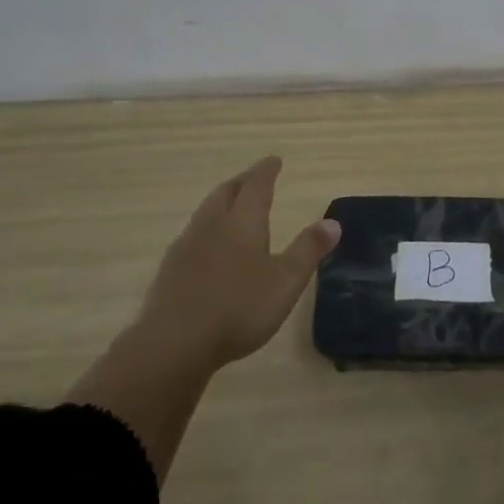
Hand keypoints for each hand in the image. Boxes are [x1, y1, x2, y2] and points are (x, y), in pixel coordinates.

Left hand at [138, 156, 339, 369]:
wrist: (173, 343)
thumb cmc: (238, 309)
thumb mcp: (285, 282)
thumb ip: (309, 250)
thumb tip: (333, 222)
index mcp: (242, 221)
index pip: (256, 185)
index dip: (267, 170)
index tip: (274, 160)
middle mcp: (212, 224)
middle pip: (227, 192)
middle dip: (243, 181)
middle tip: (254, 178)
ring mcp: (187, 245)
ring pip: (206, 211)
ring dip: (222, 202)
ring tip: (232, 207)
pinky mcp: (170, 268)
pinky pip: (193, 234)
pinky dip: (207, 229)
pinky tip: (208, 247)